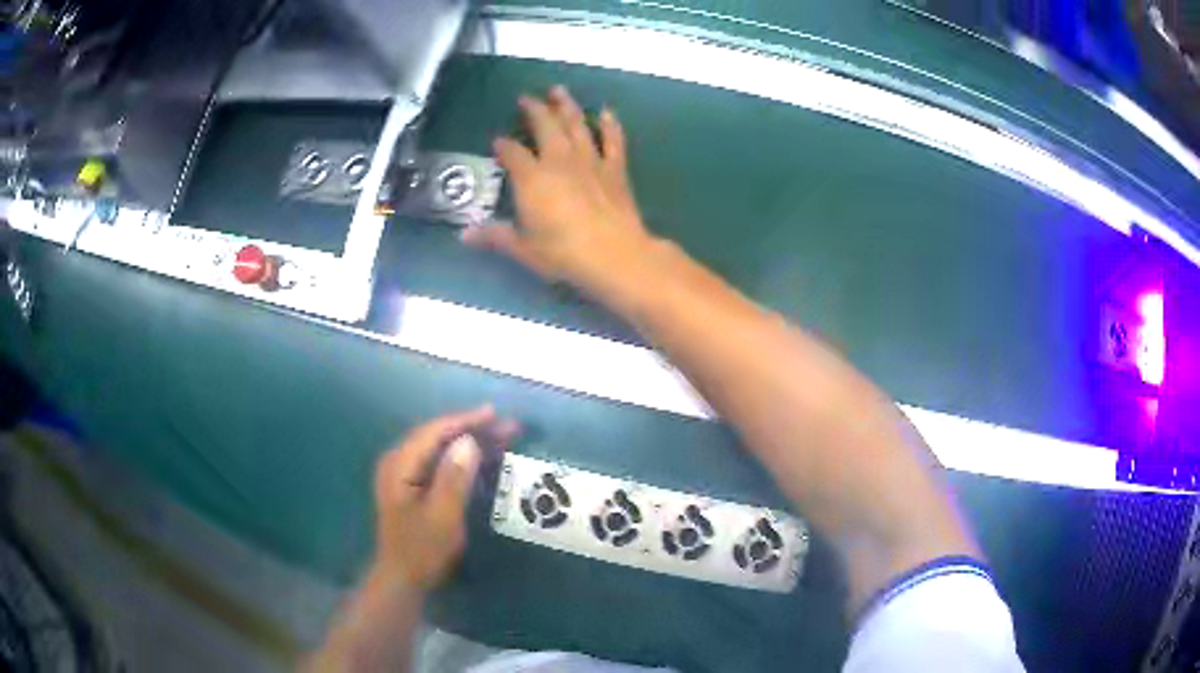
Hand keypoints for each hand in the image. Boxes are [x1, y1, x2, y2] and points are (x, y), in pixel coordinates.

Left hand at [372, 406, 519, 591]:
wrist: (403, 579)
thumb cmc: (422, 549)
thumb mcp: (442, 516)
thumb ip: (453, 477)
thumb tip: (469, 441)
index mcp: (400, 465)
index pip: (434, 432)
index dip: (465, 421)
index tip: (495, 414)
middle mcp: (398, 462)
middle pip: (437, 436)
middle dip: (472, 429)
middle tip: (507, 427)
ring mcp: (403, 474)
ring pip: (439, 448)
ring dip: (469, 441)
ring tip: (501, 437)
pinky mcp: (412, 486)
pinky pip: (438, 462)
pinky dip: (461, 457)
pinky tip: (481, 457)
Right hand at [462, 86, 657, 292]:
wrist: (614, 254)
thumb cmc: (563, 253)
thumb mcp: (523, 248)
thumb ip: (495, 237)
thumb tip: (463, 235)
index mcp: (532, 177)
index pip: (512, 153)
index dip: (503, 146)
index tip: (497, 142)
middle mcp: (559, 160)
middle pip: (545, 126)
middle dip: (534, 109)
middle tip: (526, 98)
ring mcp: (590, 161)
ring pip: (576, 124)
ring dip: (566, 105)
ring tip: (558, 90)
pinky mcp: (615, 169)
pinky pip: (613, 140)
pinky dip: (610, 124)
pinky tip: (606, 112)